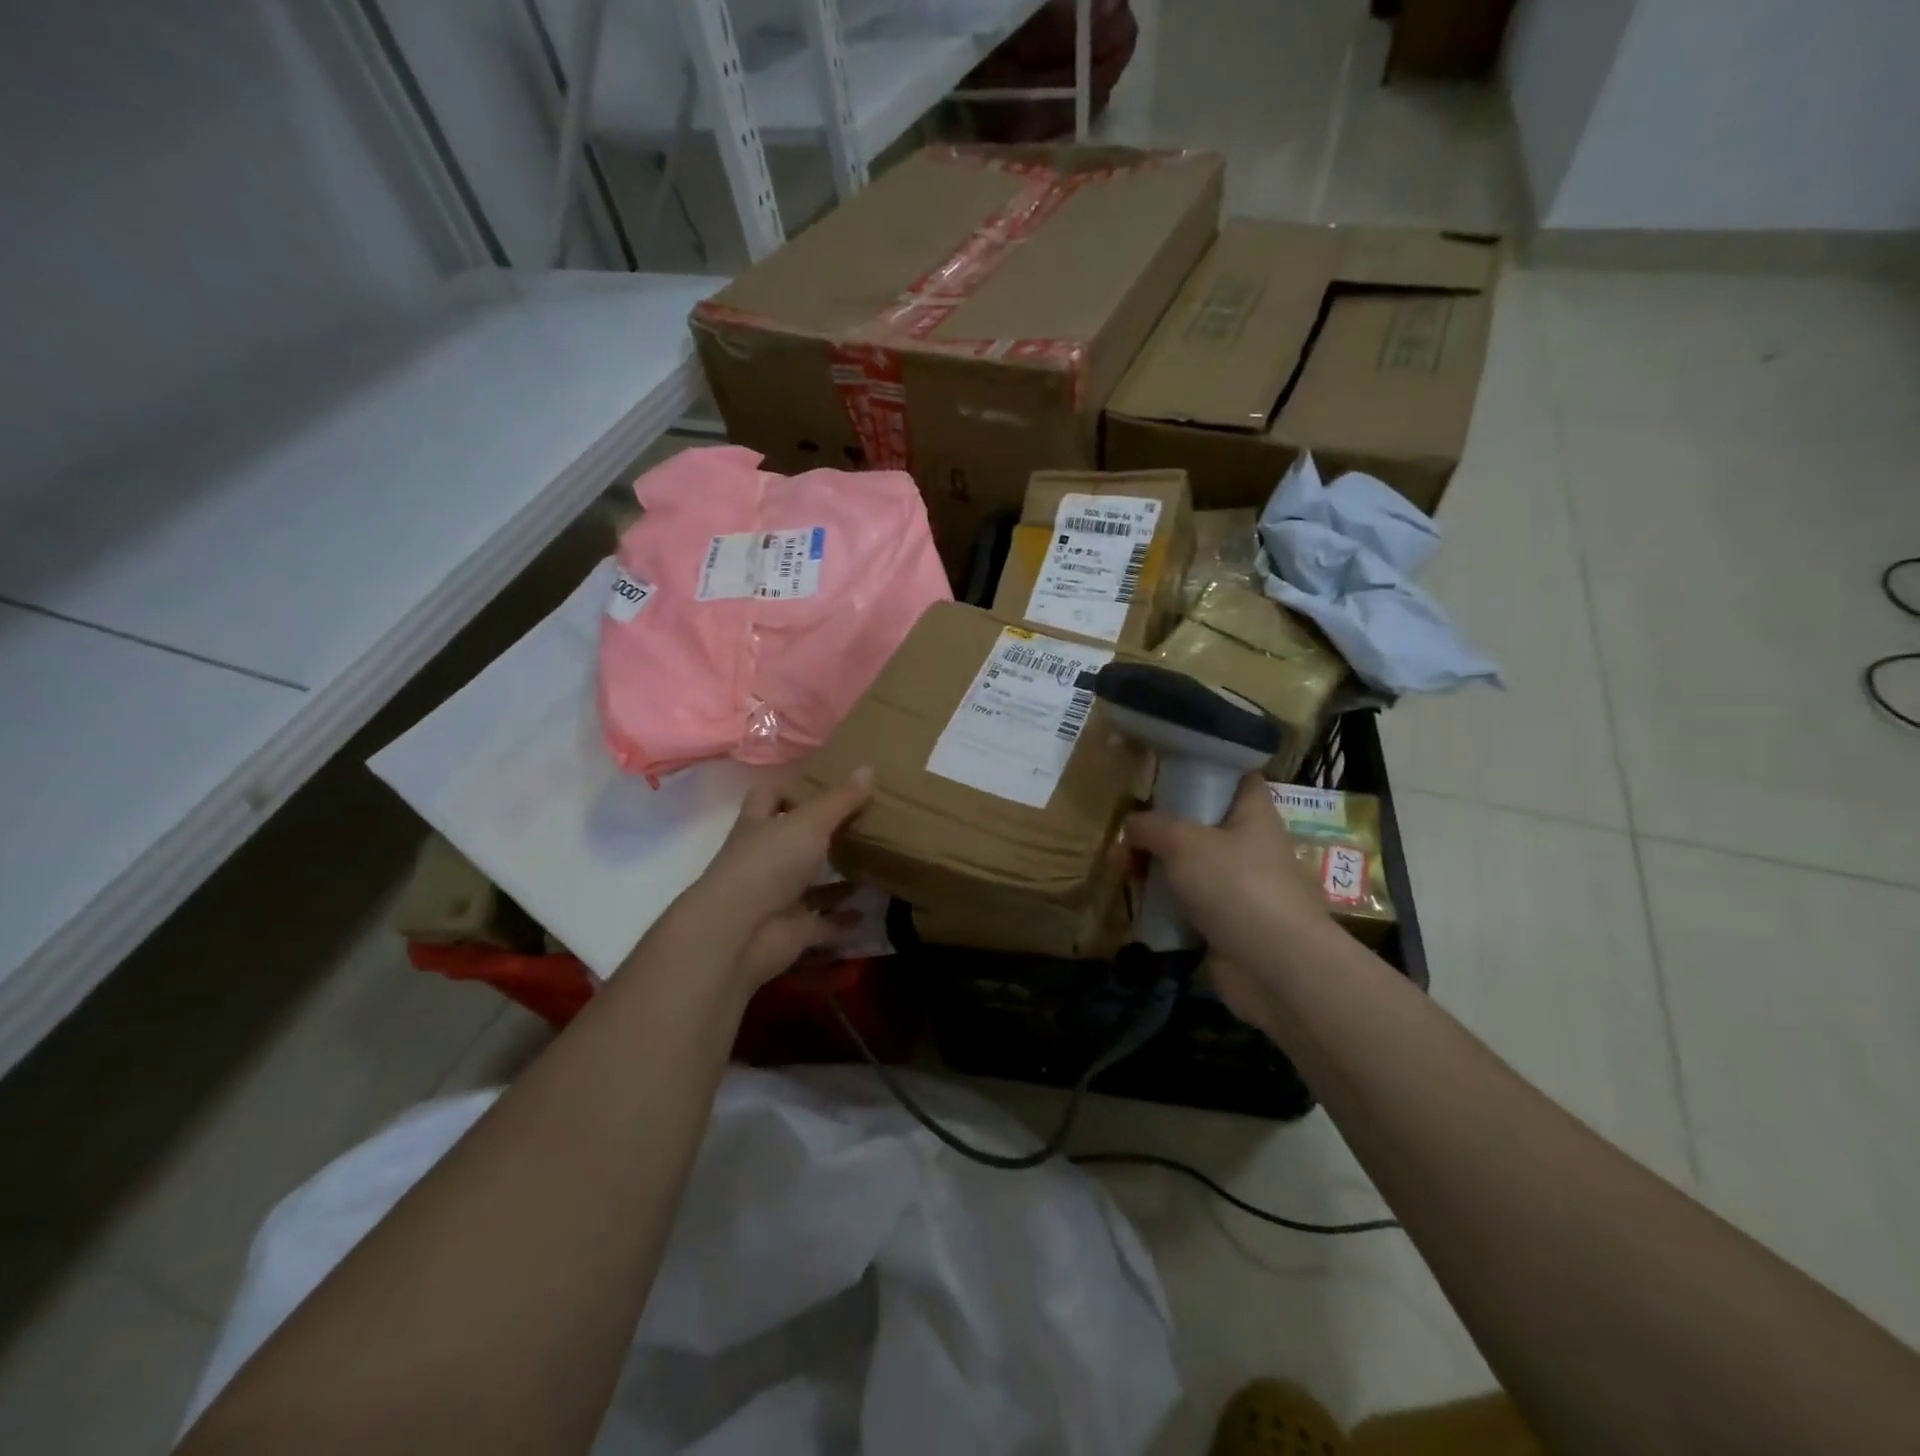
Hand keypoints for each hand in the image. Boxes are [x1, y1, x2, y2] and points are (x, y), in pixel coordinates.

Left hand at [672, 766, 874, 989]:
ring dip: (837, 880)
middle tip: (864, 824)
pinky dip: (843, 920)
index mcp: (760, 825)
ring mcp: (778, 895)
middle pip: (794, 840)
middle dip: (824, 835)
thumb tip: (869, 767)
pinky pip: (824, 923)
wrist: (740, 933)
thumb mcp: (810, 822)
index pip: (769, 796)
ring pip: (811, 883)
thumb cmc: (769, 864)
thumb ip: (841, 799)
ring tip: (875, 867)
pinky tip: (869, 913)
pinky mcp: (792, 929)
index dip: (792, 789)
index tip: (827, 787)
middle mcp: (766, 858)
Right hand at [1123, 774, 1338, 1026]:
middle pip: (1203, 824)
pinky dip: (1164, 904)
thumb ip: (1150, 826)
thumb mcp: (1183, 841)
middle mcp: (1250, 846)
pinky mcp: (1226, 924)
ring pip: (1192, 866)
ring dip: (1158, 868)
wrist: (1275, 967)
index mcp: (1253, 814)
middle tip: (1128, 829)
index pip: (1236, 777)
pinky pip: (1188, 904)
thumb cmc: (1236, 885)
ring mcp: (1239, 887)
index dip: (1207, 769)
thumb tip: (1130, 827)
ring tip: (1122, 868)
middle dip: (1164, 826)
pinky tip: (1136, 903)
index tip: (1168, 770)